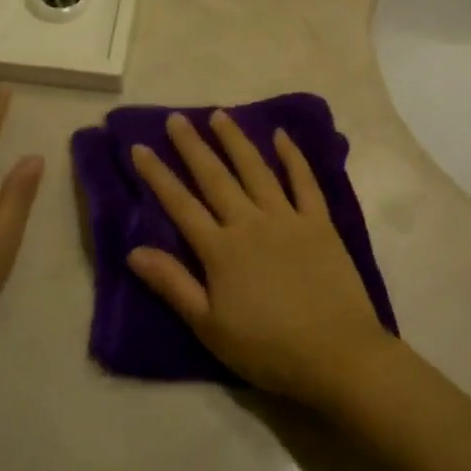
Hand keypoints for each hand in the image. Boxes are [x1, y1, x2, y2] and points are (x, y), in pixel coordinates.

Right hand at [128, 111, 394, 407]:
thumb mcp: (209, 326)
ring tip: (219, 115)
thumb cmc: (267, 348)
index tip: (139, 147)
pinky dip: (293, 157)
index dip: (158, 175)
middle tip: (176, 118)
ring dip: (236, 141)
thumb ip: (173, 284)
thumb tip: (133, 251)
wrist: (336, 355)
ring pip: (256, 170)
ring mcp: (288, 218)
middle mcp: (250, 223)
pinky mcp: (320, 223)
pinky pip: (305, 182)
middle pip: (215, 177)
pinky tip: (282, 136)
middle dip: (192, 146)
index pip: (181, 204)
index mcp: (220, 250)